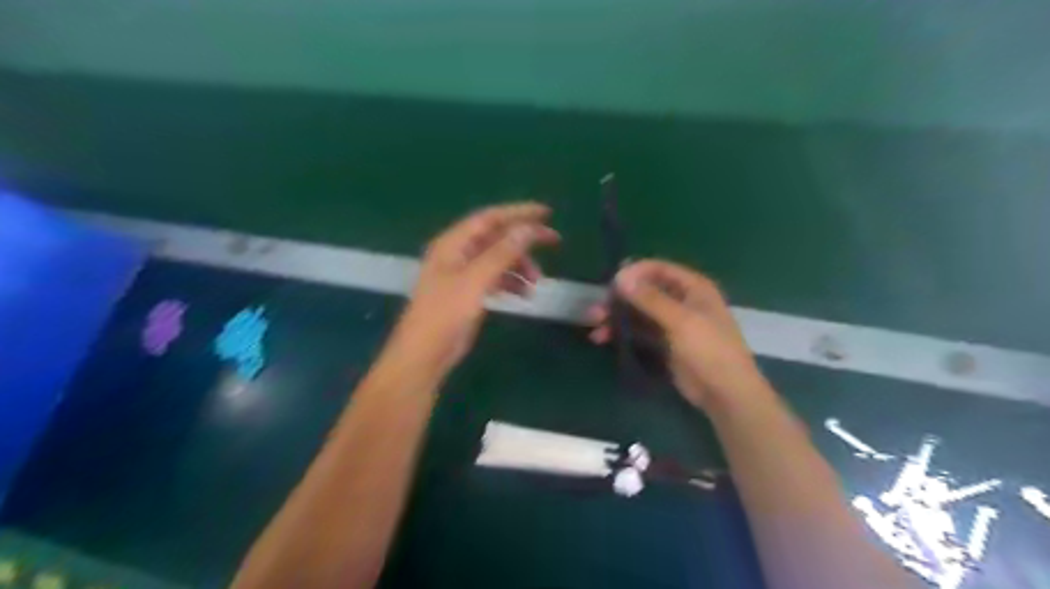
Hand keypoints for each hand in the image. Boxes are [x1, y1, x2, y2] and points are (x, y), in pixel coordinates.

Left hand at [386, 201, 557, 375]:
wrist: (425, 355)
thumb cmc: (445, 314)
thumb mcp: (475, 280)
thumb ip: (502, 253)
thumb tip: (529, 228)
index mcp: (453, 243)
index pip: (490, 218)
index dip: (518, 212)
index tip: (546, 213)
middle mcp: (458, 253)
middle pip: (496, 237)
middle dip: (524, 240)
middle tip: (554, 241)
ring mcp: (463, 274)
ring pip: (499, 259)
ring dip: (520, 265)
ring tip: (537, 283)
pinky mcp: (469, 293)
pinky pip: (496, 278)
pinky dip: (511, 282)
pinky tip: (524, 294)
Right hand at [589, 258, 769, 413]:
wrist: (725, 393)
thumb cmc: (709, 349)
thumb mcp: (680, 321)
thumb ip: (649, 298)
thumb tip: (620, 277)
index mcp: (693, 288)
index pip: (658, 269)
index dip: (634, 273)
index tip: (611, 283)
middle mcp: (681, 301)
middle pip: (644, 291)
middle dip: (619, 299)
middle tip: (596, 309)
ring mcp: (671, 323)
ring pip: (638, 313)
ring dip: (616, 317)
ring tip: (595, 328)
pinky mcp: (663, 343)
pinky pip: (638, 331)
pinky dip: (621, 333)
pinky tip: (602, 338)